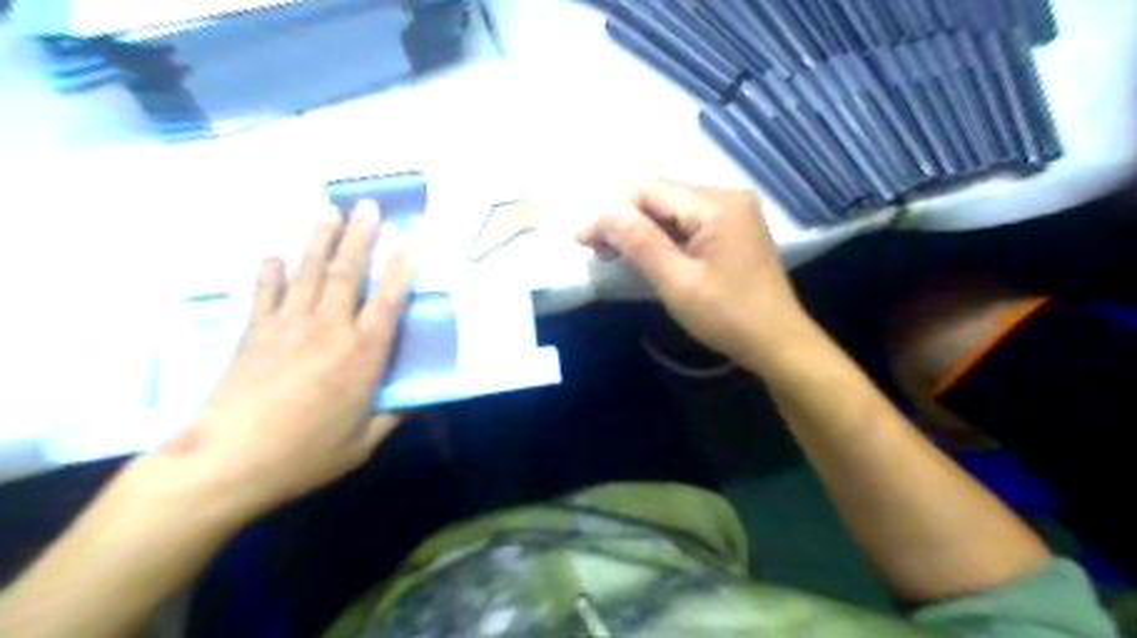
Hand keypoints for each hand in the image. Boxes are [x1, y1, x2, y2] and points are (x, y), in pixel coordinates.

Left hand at [156, 201, 414, 514]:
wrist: (226, 462)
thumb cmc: (305, 455)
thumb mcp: (363, 443)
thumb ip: (394, 415)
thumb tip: (419, 401)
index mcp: (363, 354)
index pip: (388, 299)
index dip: (401, 267)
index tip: (411, 239)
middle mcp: (329, 329)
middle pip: (347, 272)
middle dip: (360, 236)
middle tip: (368, 205)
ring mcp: (287, 326)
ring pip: (308, 272)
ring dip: (320, 239)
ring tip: (329, 209)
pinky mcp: (253, 334)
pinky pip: (264, 294)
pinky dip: (269, 273)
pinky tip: (273, 255)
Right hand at [581, 177, 812, 369]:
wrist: (778, 343)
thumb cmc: (728, 317)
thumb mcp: (677, 283)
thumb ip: (639, 242)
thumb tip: (601, 211)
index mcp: (716, 204)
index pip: (648, 189)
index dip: (609, 210)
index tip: (582, 240)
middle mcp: (726, 196)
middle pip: (658, 194)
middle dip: (622, 218)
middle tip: (596, 251)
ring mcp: (732, 211)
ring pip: (669, 207)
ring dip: (638, 227)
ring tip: (614, 255)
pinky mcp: (731, 227)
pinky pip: (685, 221)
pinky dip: (660, 235)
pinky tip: (645, 254)